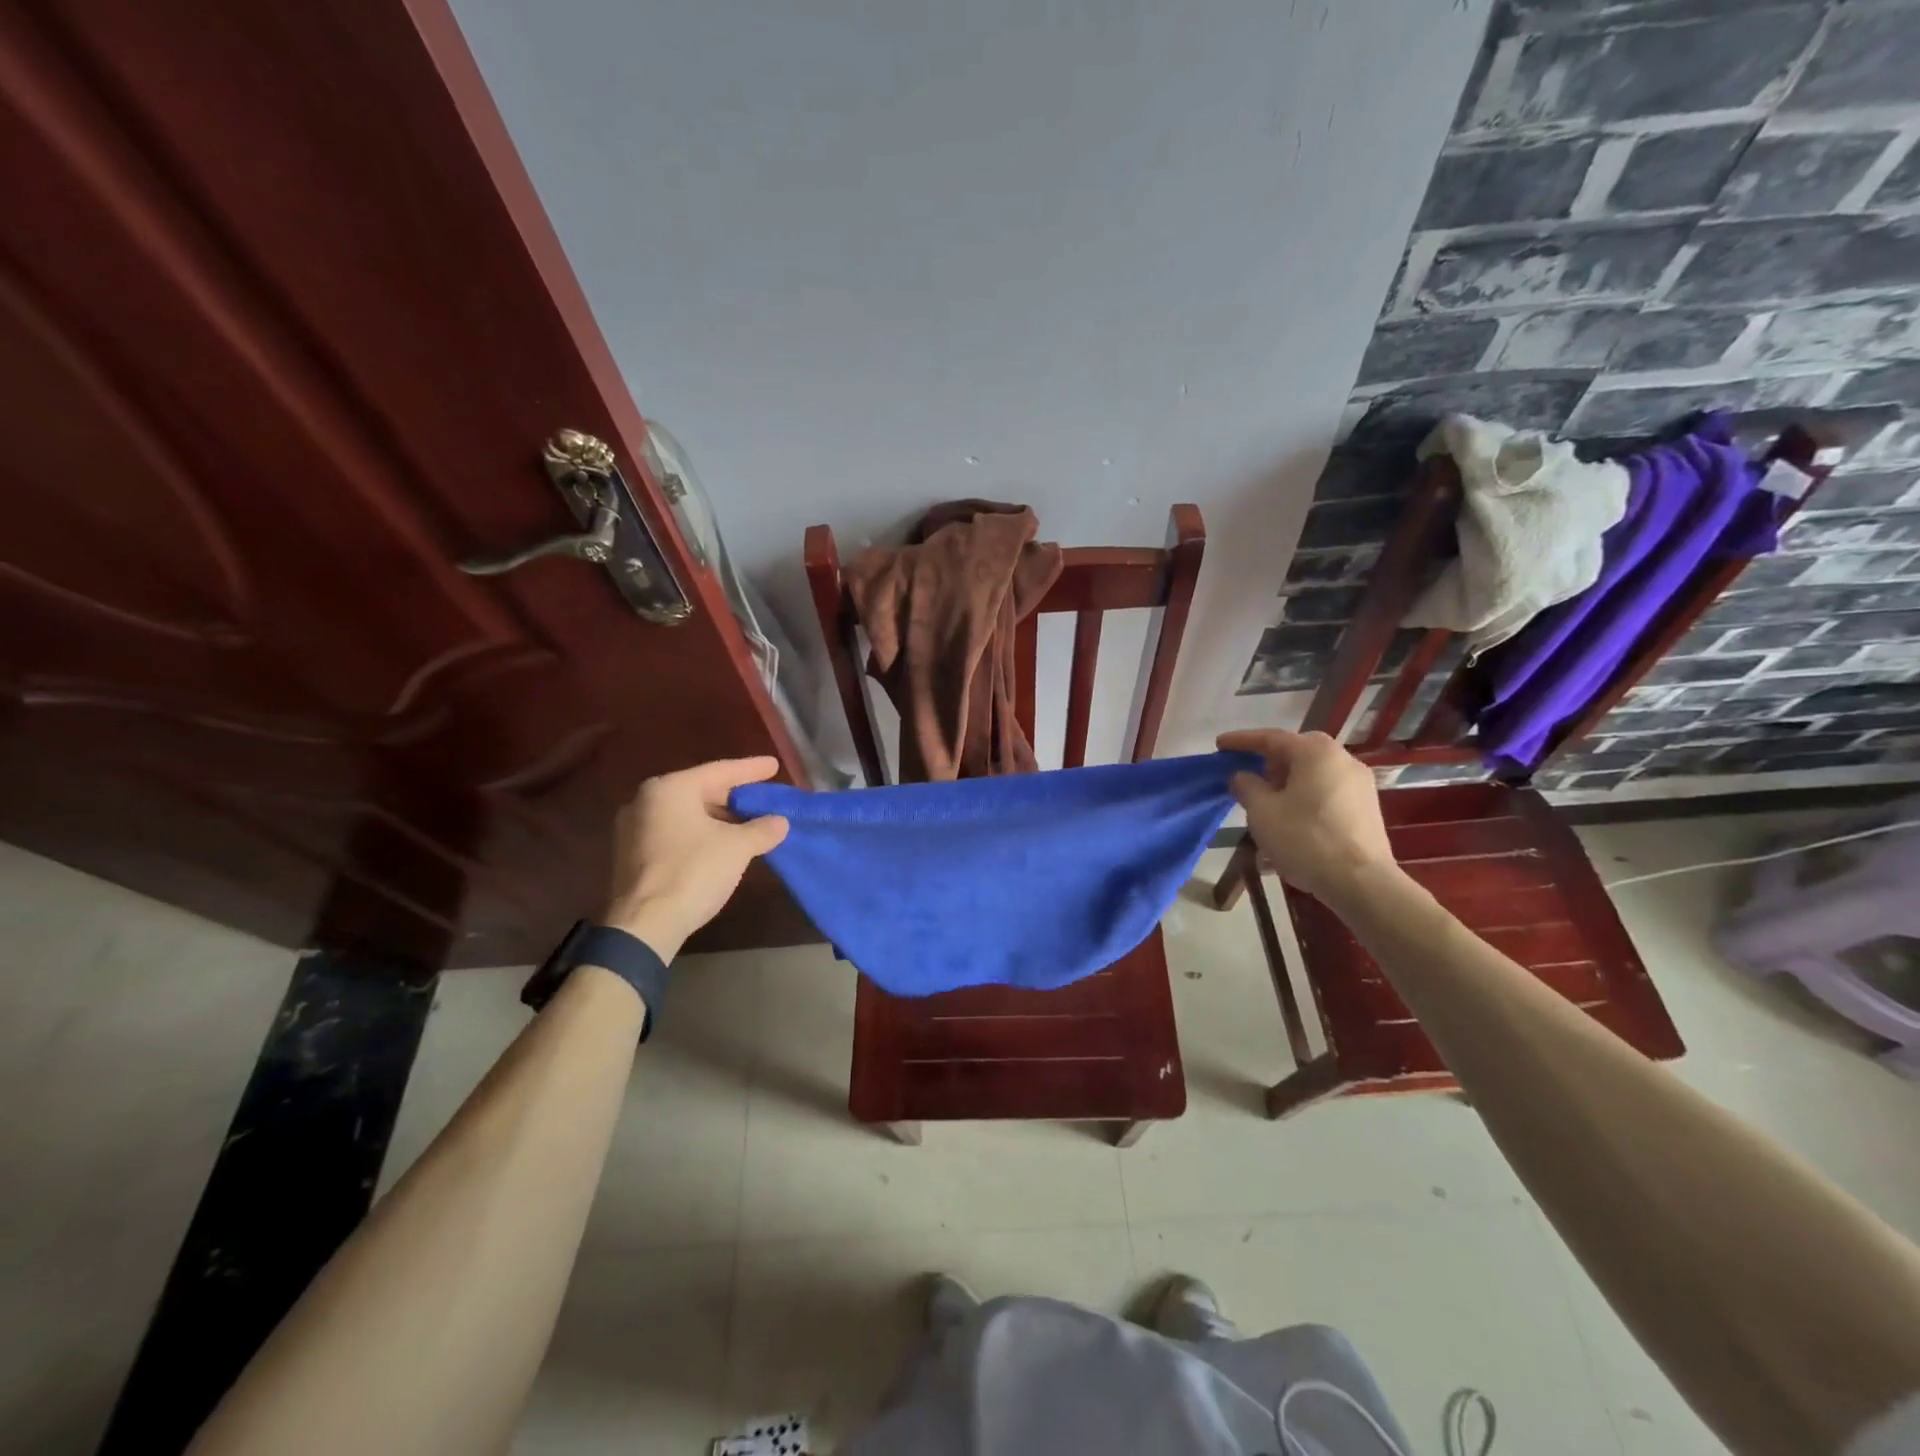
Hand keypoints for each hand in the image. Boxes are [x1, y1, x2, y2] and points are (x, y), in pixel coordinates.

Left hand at [604, 757, 789, 959]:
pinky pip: (675, 832)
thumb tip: (780, 822)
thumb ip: (762, 829)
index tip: (774, 765)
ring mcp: (633, 828)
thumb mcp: (737, 848)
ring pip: (687, 814)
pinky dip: (700, 833)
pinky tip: (722, 843)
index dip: (751, 770)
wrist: (645, 925)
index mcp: (669, 789)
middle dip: (734, 796)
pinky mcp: (631, 855)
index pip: (720, 771)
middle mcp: (645, 800)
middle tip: (763, 796)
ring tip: (748, 822)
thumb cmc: (693, 872)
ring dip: (719, 818)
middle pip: (701, 791)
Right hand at [1216, 730, 1396, 902]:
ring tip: (1266, 800)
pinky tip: (1291, 816)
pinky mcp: (1367, 806)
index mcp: (1315, 752)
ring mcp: (1359, 783)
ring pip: (1313, 772)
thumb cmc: (1305, 839)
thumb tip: (1242, 776)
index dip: (1241, 741)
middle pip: (1296, 752)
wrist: (1360, 882)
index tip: (1219, 745)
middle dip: (1268, 761)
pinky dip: (1305, 794)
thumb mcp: (1262, 811)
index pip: (1271, 738)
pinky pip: (1327, 789)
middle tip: (1247, 774)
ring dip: (1287, 780)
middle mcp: (1342, 758)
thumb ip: (1246, 786)